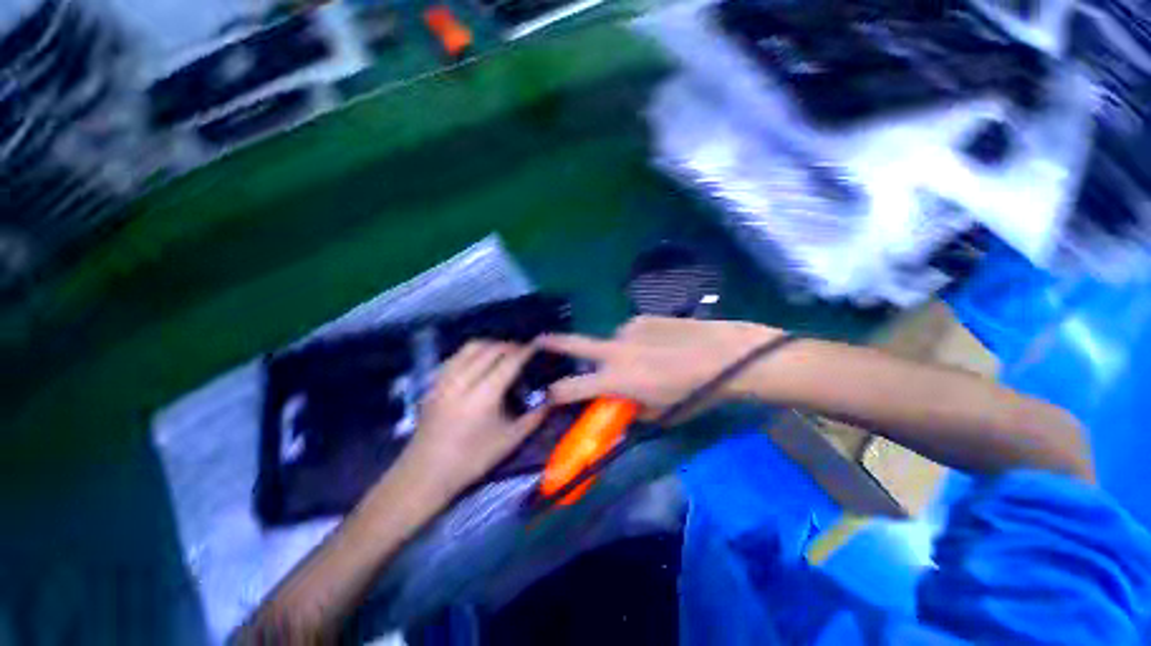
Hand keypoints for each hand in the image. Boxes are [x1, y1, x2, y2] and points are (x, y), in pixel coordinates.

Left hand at [403, 341, 548, 495]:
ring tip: (503, 353)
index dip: (525, 351)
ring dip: (491, 345)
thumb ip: (535, 416)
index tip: (537, 346)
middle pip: (490, 349)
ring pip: (470, 347)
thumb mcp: (510, 440)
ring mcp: (444, 380)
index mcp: (483, 397)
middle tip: (523, 351)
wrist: (426, 473)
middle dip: (509, 346)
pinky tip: (479, 361)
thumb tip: (553, 397)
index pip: (509, 362)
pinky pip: (456, 356)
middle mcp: (462, 382)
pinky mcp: (433, 382)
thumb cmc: (472, 459)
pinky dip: (472, 352)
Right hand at [538, 316, 781, 422]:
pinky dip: (637, 341)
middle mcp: (615, 350)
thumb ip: (632, 410)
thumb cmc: (693, 393)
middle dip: (552, 343)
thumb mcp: (660, 413)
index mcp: (616, 378)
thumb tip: (621, 407)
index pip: (571, 388)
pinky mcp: (644, 318)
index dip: (555, 394)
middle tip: (538, 341)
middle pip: (574, 344)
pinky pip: (632, 332)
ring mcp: (628, 330)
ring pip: (613, 341)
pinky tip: (659, 344)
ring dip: (619, 351)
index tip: (548, 394)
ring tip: (646, 357)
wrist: (724, 355)